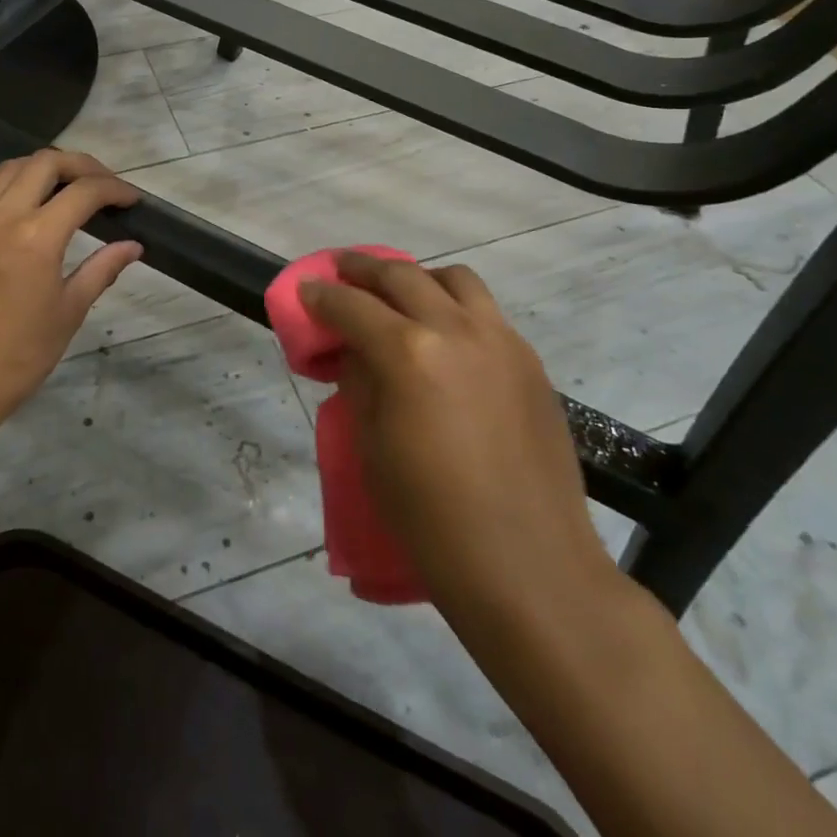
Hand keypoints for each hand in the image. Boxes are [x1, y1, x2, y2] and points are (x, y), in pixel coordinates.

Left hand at [0, 150, 141, 441]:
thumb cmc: (17, 359)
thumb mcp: (67, 313)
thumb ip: (101, 269)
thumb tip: (132, 246)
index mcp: (35, 237)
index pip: (84, 191)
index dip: (115, 189)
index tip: (132, 200)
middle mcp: (0, 216)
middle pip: (44, 162)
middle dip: (81, 165)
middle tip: (103, 185)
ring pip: (10, 169)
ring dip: (44, 169)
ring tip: (66, 190)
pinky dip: (13, 188)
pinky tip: (26, 213)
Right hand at [298, 252, 615, 614]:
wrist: (530, 567)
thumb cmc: (433, 519)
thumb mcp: (373, 448)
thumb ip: (360, 384)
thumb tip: (356, 353)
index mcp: (408, 354)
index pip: (352, 306)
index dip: (322, 296)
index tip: (306, 290)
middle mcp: (456, 331)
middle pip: (401, 276)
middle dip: (363, 269)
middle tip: (342, 271)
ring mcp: (501, 341)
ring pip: (455, 279)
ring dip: (418, 278)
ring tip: (400, 297)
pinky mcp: (530, 362)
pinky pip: (486, 312)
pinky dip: (456, 307)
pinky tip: (445, 338)